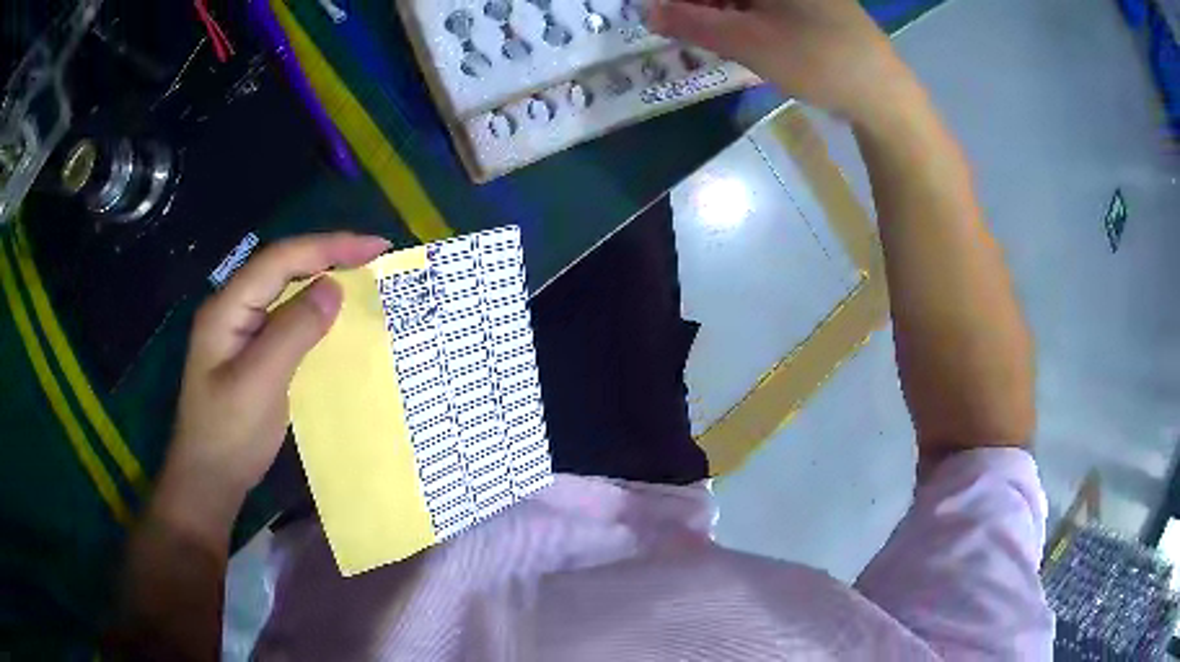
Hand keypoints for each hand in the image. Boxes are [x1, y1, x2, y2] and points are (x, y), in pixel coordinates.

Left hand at [153, 233, 389, 547]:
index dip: (328, 247)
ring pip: (284, 290)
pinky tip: (333, 315)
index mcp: (228, 308)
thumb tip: (334, 287)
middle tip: (375, 256)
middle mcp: (233, 309)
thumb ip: (293, 331)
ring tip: (362, 275)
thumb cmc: (229, 435)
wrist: (208, 481)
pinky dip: (314, 309)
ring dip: (322, 277)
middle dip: (328, 254)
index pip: (280, 260)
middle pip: (282, 267)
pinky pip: (286, 318)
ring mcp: (241, 331)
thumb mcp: (260, 383)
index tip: (375, 247)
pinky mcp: (251, 353)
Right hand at [647, 0, 910, 123]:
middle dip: (698, 4)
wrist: (884, 95)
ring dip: (717, 12)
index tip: (659, 14)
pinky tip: (735, 38)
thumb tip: (646, 11)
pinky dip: (743, 19)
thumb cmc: (818, 60)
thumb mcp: (748, 42)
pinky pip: (765, 7)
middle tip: (678, 27)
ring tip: (702, 37)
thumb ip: (692, 24)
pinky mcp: (811, 9)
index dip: (680, 0)